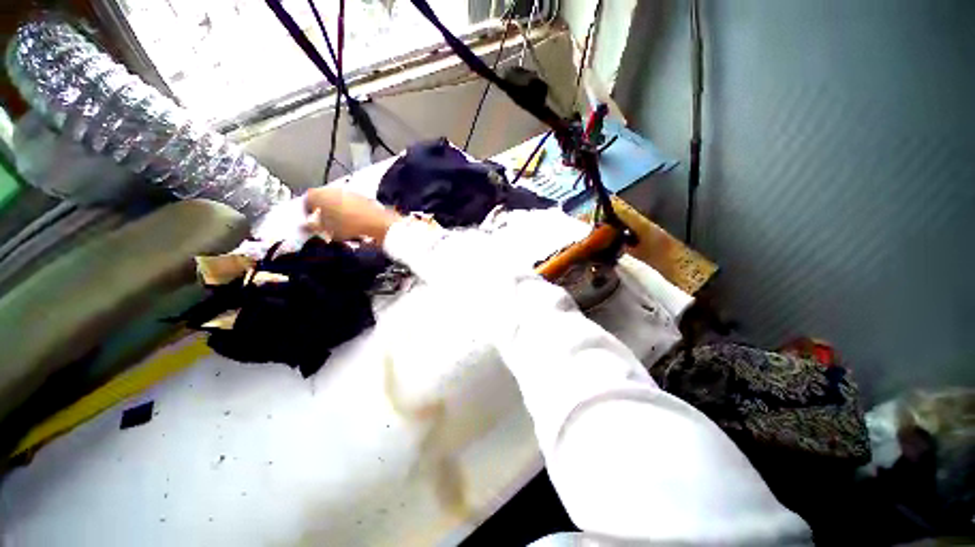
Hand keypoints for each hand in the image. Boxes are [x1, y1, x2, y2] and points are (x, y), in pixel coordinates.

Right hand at [304, 187, 401, 243]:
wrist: (376, 222)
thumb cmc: (347, 225)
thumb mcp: (326, 229)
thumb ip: (313, 226)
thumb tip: (307, 225)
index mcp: (319, 194)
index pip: (308, 199)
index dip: (308, 210)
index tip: (311, 220)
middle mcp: (333, 189)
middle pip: (323, 199)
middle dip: (323, 210)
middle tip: (325, 223)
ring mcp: (349, 192)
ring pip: (338, 201)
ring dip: (337, 211)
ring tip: (340, 225)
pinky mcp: (362, 197)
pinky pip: (351, 204)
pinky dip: (350, 212)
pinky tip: (354, 223)